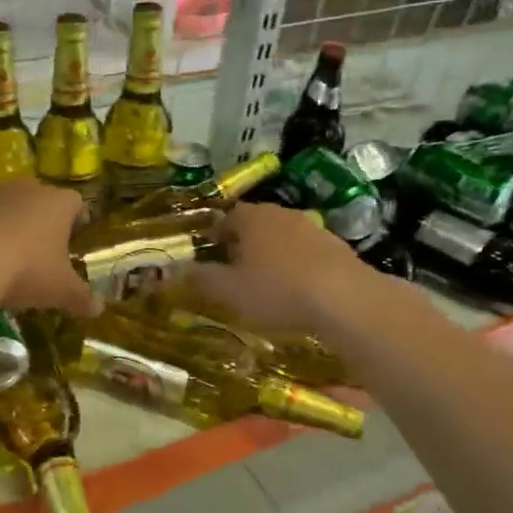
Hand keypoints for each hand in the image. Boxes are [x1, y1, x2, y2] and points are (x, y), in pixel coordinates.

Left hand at [0, 181, 99, 318]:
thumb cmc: (28, 269)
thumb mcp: (61, 290)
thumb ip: (81, 298)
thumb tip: (99, 309)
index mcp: (58, 204)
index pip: (76, 202)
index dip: (78, 219)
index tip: (77, 236)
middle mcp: (27, 190)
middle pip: (41, 199)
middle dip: (44, 219)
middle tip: (45, 246)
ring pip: (8, 205)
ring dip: (11, 223)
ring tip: (11, 252)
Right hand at [190, 202, 372, 336]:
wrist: (344, 298)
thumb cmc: (276, 290)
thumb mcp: (229, 291)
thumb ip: (198, 279)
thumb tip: (168, 272)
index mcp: (252, 218)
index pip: (226, 217)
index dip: (214, 235)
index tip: (207, 255)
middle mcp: (282, 214)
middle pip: (255, 224)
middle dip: (241, 244)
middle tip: (232, 270)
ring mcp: (313, 228)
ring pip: (281, 237)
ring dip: (270, 254)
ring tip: (263, 282)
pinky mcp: (336, 247)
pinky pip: (305, 253)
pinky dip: (295, 266)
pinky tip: (295, 289)